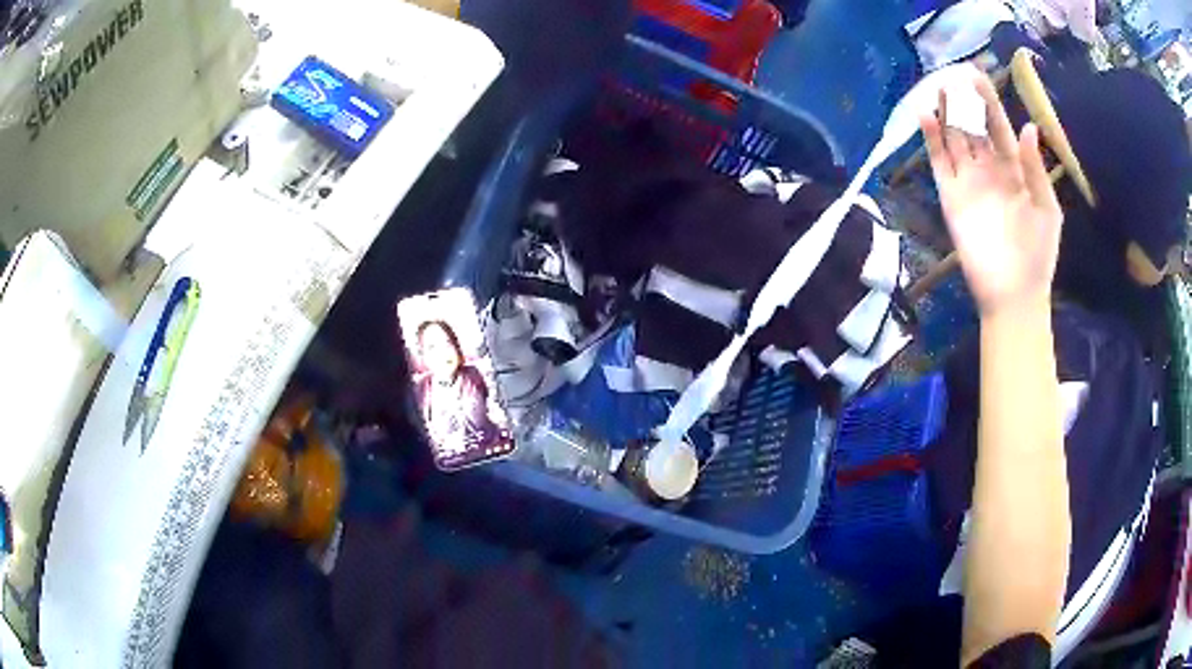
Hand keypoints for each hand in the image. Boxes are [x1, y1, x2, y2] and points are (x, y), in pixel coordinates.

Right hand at [921, 71, 1062, 318]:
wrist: (1013, 295)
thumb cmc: (1037, 255)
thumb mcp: (1047, 210)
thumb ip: (1036, 170)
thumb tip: (1029, 128)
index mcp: (1015, 170)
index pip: (999, 128)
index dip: (990, 104)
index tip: (977, 78)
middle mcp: (990, 170)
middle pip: (974, 128)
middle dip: (964, 104)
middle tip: (953, 78)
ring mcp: (969, 183)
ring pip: (954, 140)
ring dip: (946, 115)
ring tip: (938, 90)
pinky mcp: (951, 198)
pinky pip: (939, 163)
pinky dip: (931, 141)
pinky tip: (926, 118)